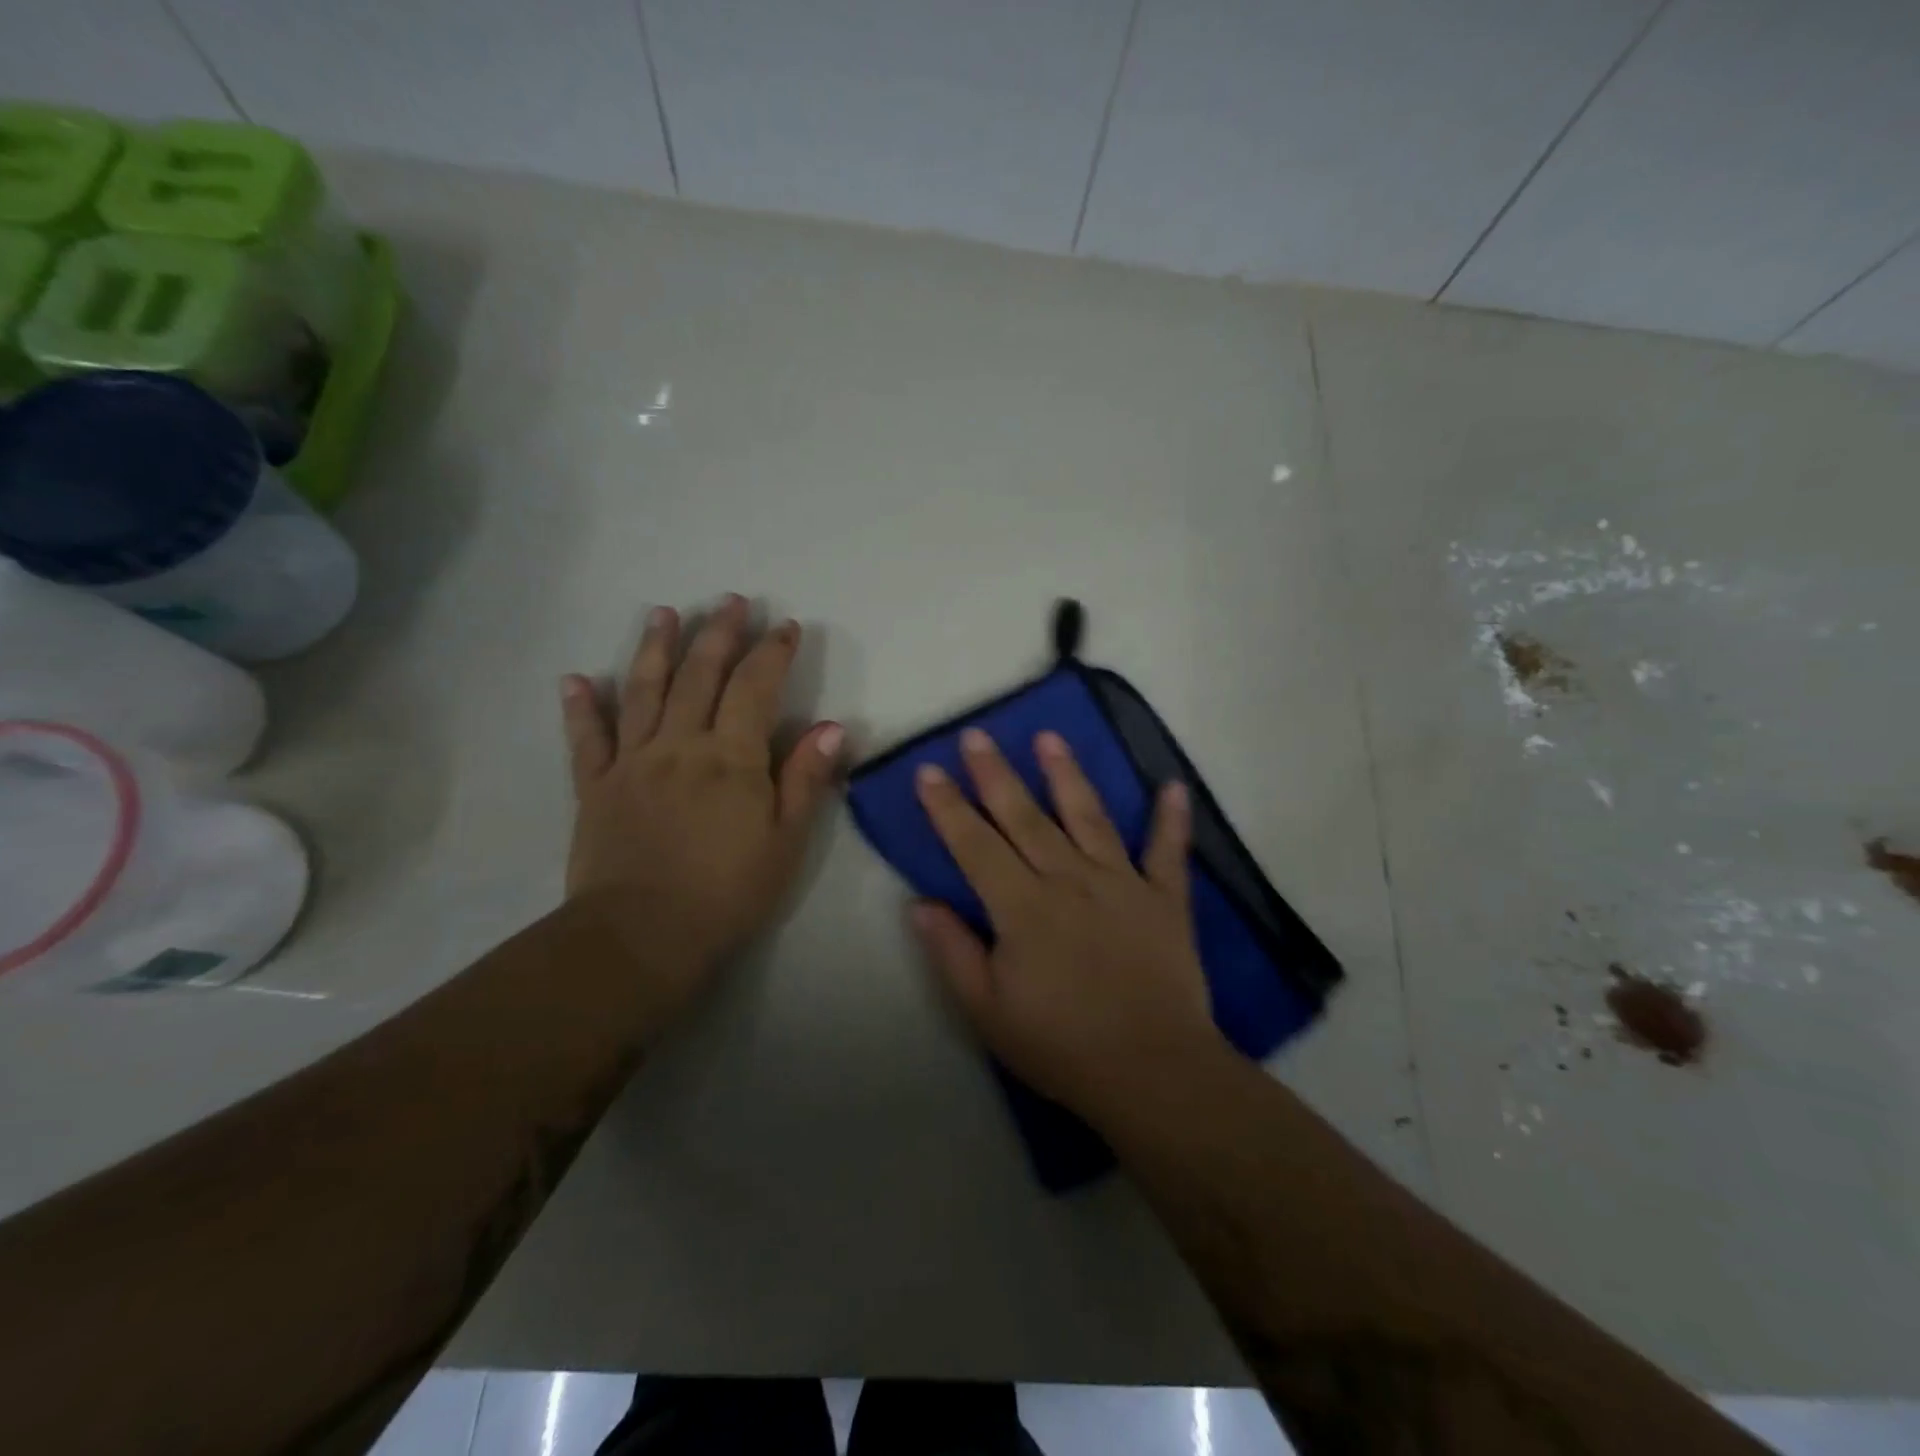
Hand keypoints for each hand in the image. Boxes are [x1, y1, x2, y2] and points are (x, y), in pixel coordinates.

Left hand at [560, 595, 843, 1026]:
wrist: (643, 937)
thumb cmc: (727, 892)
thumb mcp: (786, 841)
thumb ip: (805, 779)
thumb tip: (831, 726)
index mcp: (730, 756)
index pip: (756, 688)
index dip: (772, 652)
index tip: (785, 626)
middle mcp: (679, 744)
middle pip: (700, 675)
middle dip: (719, 634)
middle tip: (730, 601)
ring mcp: (632, 762)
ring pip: (644, 691)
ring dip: (656, 648)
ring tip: (664, 613)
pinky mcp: (595, 787)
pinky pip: (586, 739)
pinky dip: (581, 708)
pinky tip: (576, 679)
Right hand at [911, 727, 1226, 1128]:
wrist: (1152, 1072)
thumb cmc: (1061, 1046)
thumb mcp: (988, 1011)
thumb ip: (953, 952)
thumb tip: (920, 904)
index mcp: (1023, 906)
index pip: (975, 845)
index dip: (948, 808)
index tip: (929, 771)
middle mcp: (1069, 880)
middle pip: (1025, 817)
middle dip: (996, 774)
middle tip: (978, 735)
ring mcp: (1121, 884)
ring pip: (1089, 817)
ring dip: (1067, 775)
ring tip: (1050, 737)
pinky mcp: (1164, 900)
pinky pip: (1168, 853)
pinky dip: (1172, 820)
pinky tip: (1173, 786)